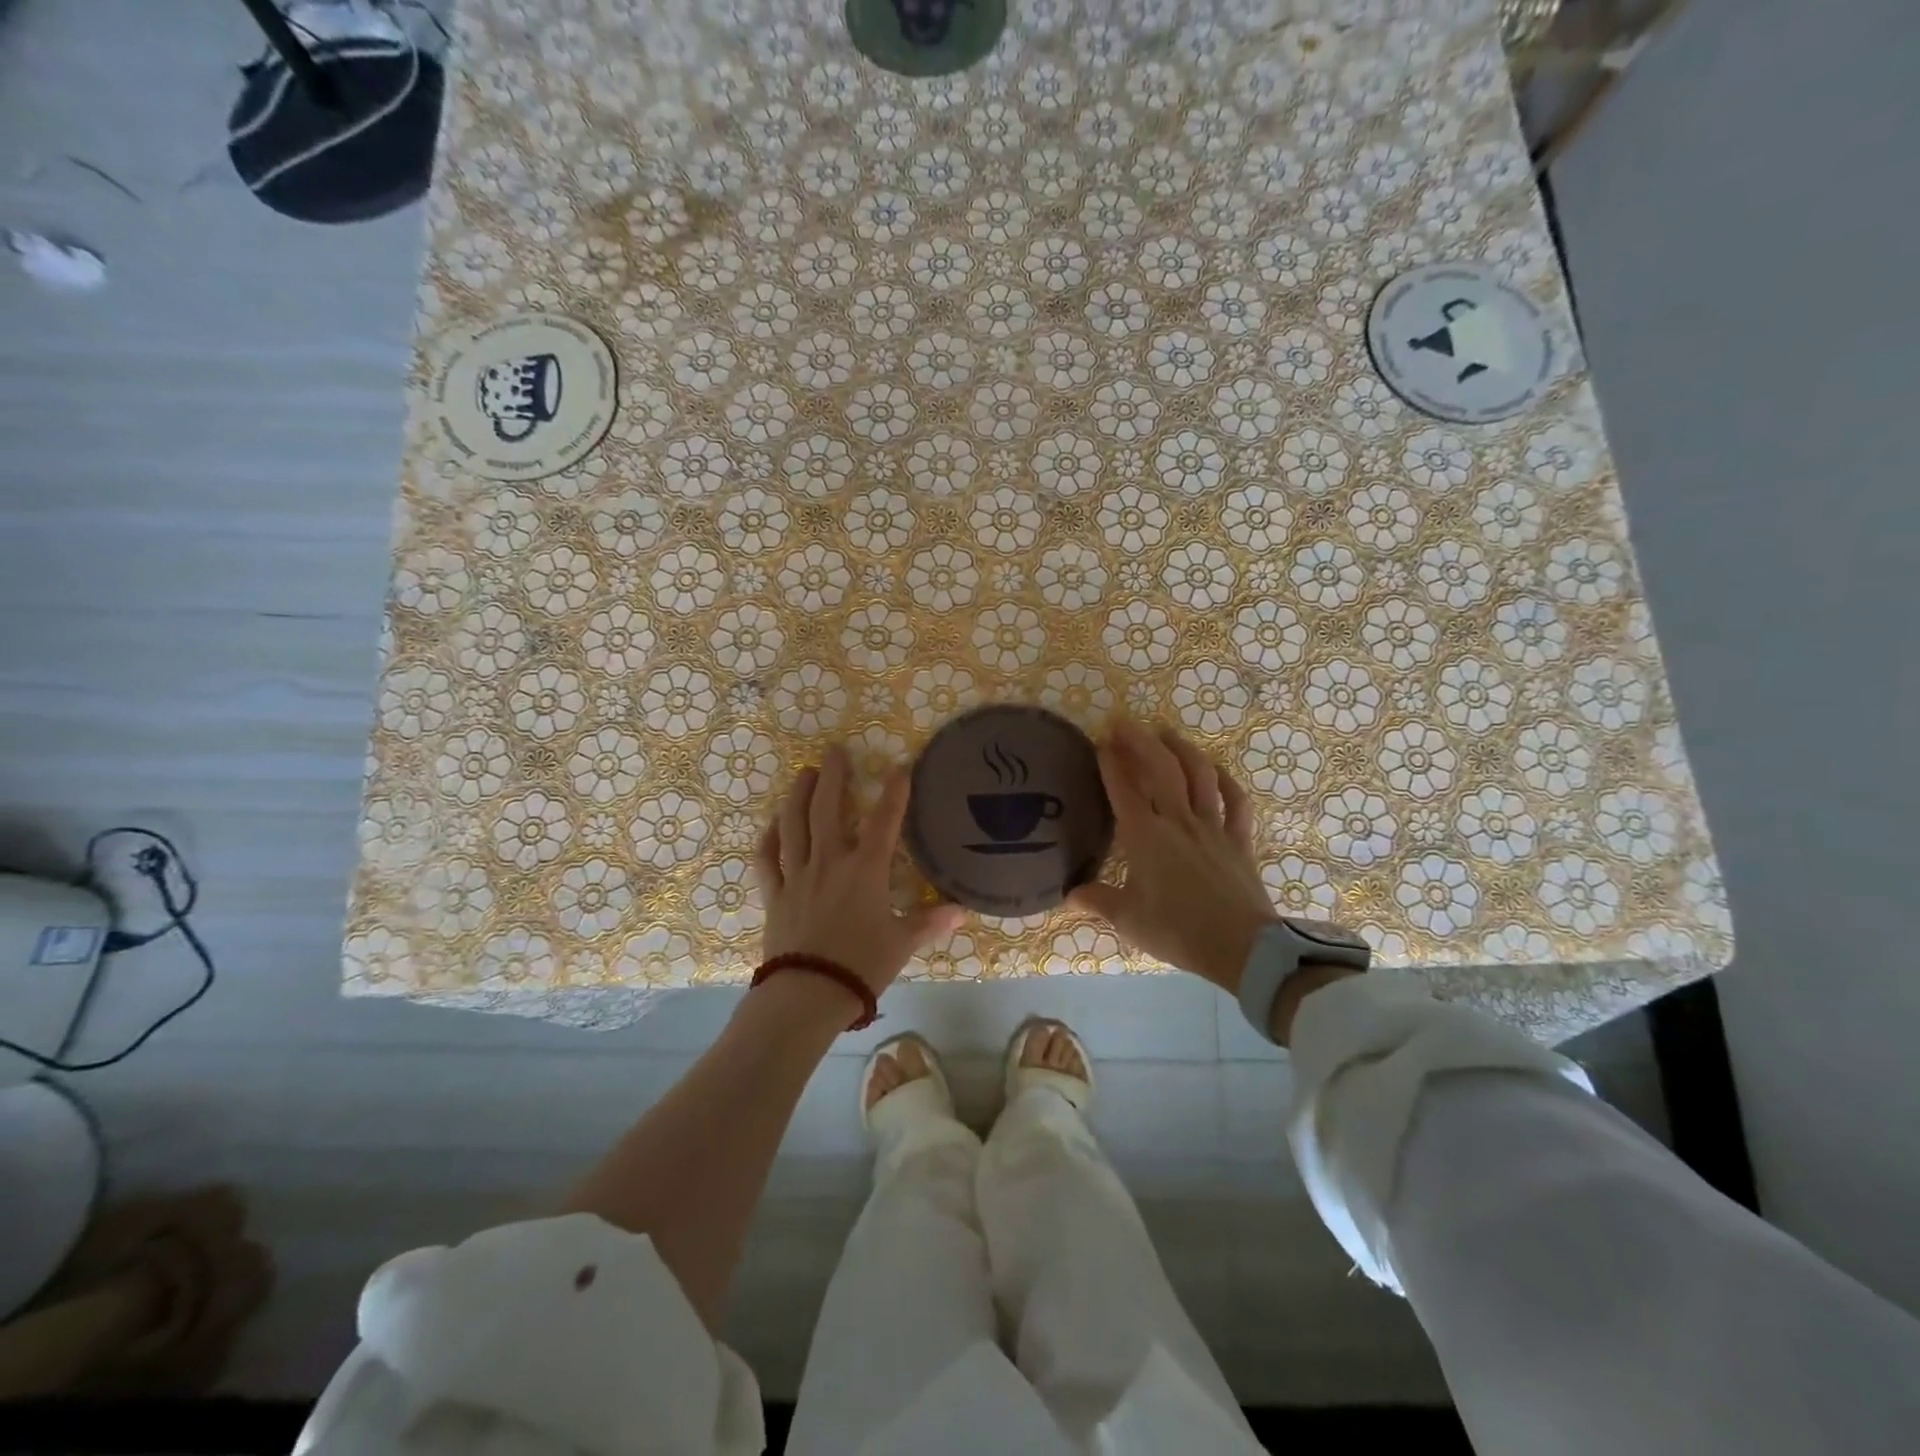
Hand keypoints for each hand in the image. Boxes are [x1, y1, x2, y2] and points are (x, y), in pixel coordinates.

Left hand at [756, 745, 965, 999]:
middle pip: (827, 809)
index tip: (899, 767)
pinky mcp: (775, 895)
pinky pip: (767, 859)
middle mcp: (829, 862)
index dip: (894, 792)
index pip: (883, 822)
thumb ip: (930, 922)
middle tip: (834, 751)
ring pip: (794, 825)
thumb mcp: (902, 944)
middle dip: (833, 776)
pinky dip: (768, 838)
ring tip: (804, 773)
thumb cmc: (861, 966)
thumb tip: (963, 911)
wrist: (807, 995)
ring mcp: (797, 876)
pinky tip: (773, 824)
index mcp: (865, 871)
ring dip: (798, 795)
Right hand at [1067, 722, 1292, 992]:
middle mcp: (1178, 821)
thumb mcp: (1129, 920)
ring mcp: (1212, 826)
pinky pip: (1235, 801)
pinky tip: (1216, 769)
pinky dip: (1226, 780)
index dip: (1111, 763)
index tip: (1101, 741)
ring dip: (1181, 748)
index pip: (1124, 789)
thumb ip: (1098, 901)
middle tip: (1124, 722)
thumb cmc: (1178, 931)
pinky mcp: (1239, 839)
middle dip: (1140, 741)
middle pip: (1160, 769)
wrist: (1241, 948)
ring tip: (1166, 732)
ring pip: (1199, 775)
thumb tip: (1069, 895)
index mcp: (1146, 837)